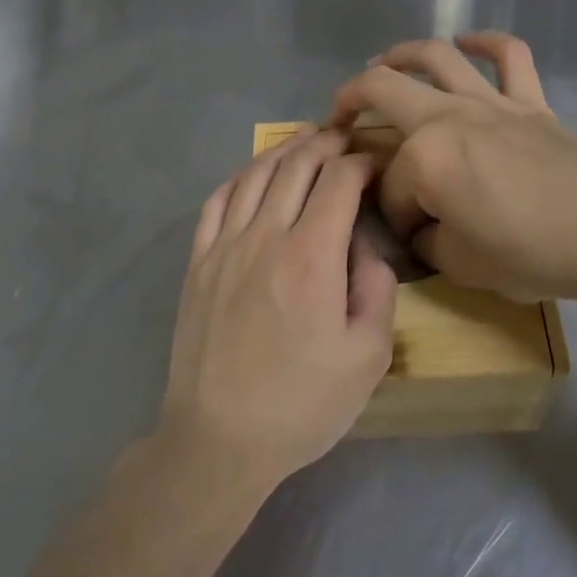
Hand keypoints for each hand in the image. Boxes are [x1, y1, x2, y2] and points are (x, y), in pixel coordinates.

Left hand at [159, 128, 397, 493]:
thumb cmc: (302, 404)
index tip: (375, 164)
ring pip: (255, 175)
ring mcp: (225, 246)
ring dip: (283, 151)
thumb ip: (378, 289)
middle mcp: (266, 236)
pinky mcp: (198, 263)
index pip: (339, 182)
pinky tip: (252, 174)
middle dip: (324, 144)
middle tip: (343, 138)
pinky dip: (239, 177)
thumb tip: (364, 247)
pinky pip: (217, 202)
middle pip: (296, 167)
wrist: (219, 439)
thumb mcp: (369, 357)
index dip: (361, 163)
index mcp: (312, 256)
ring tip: (304, 141)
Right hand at [331, 33, 576, 311]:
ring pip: (437, 57)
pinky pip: (510, 56)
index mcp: (426, 157)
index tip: (410, 237)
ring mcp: (491, 102)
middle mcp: (449, 116)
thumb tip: (421, 225)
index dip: (393, 214)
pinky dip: (486, 42)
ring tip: (384, 60)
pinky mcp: (531, 102)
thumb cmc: (531, 253)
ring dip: (402, 53)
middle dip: (350, 100)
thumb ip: (427, 240)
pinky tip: (468, 43)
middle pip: (384, 89)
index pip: (392, 185)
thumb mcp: (461, 265)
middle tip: (338, 117)